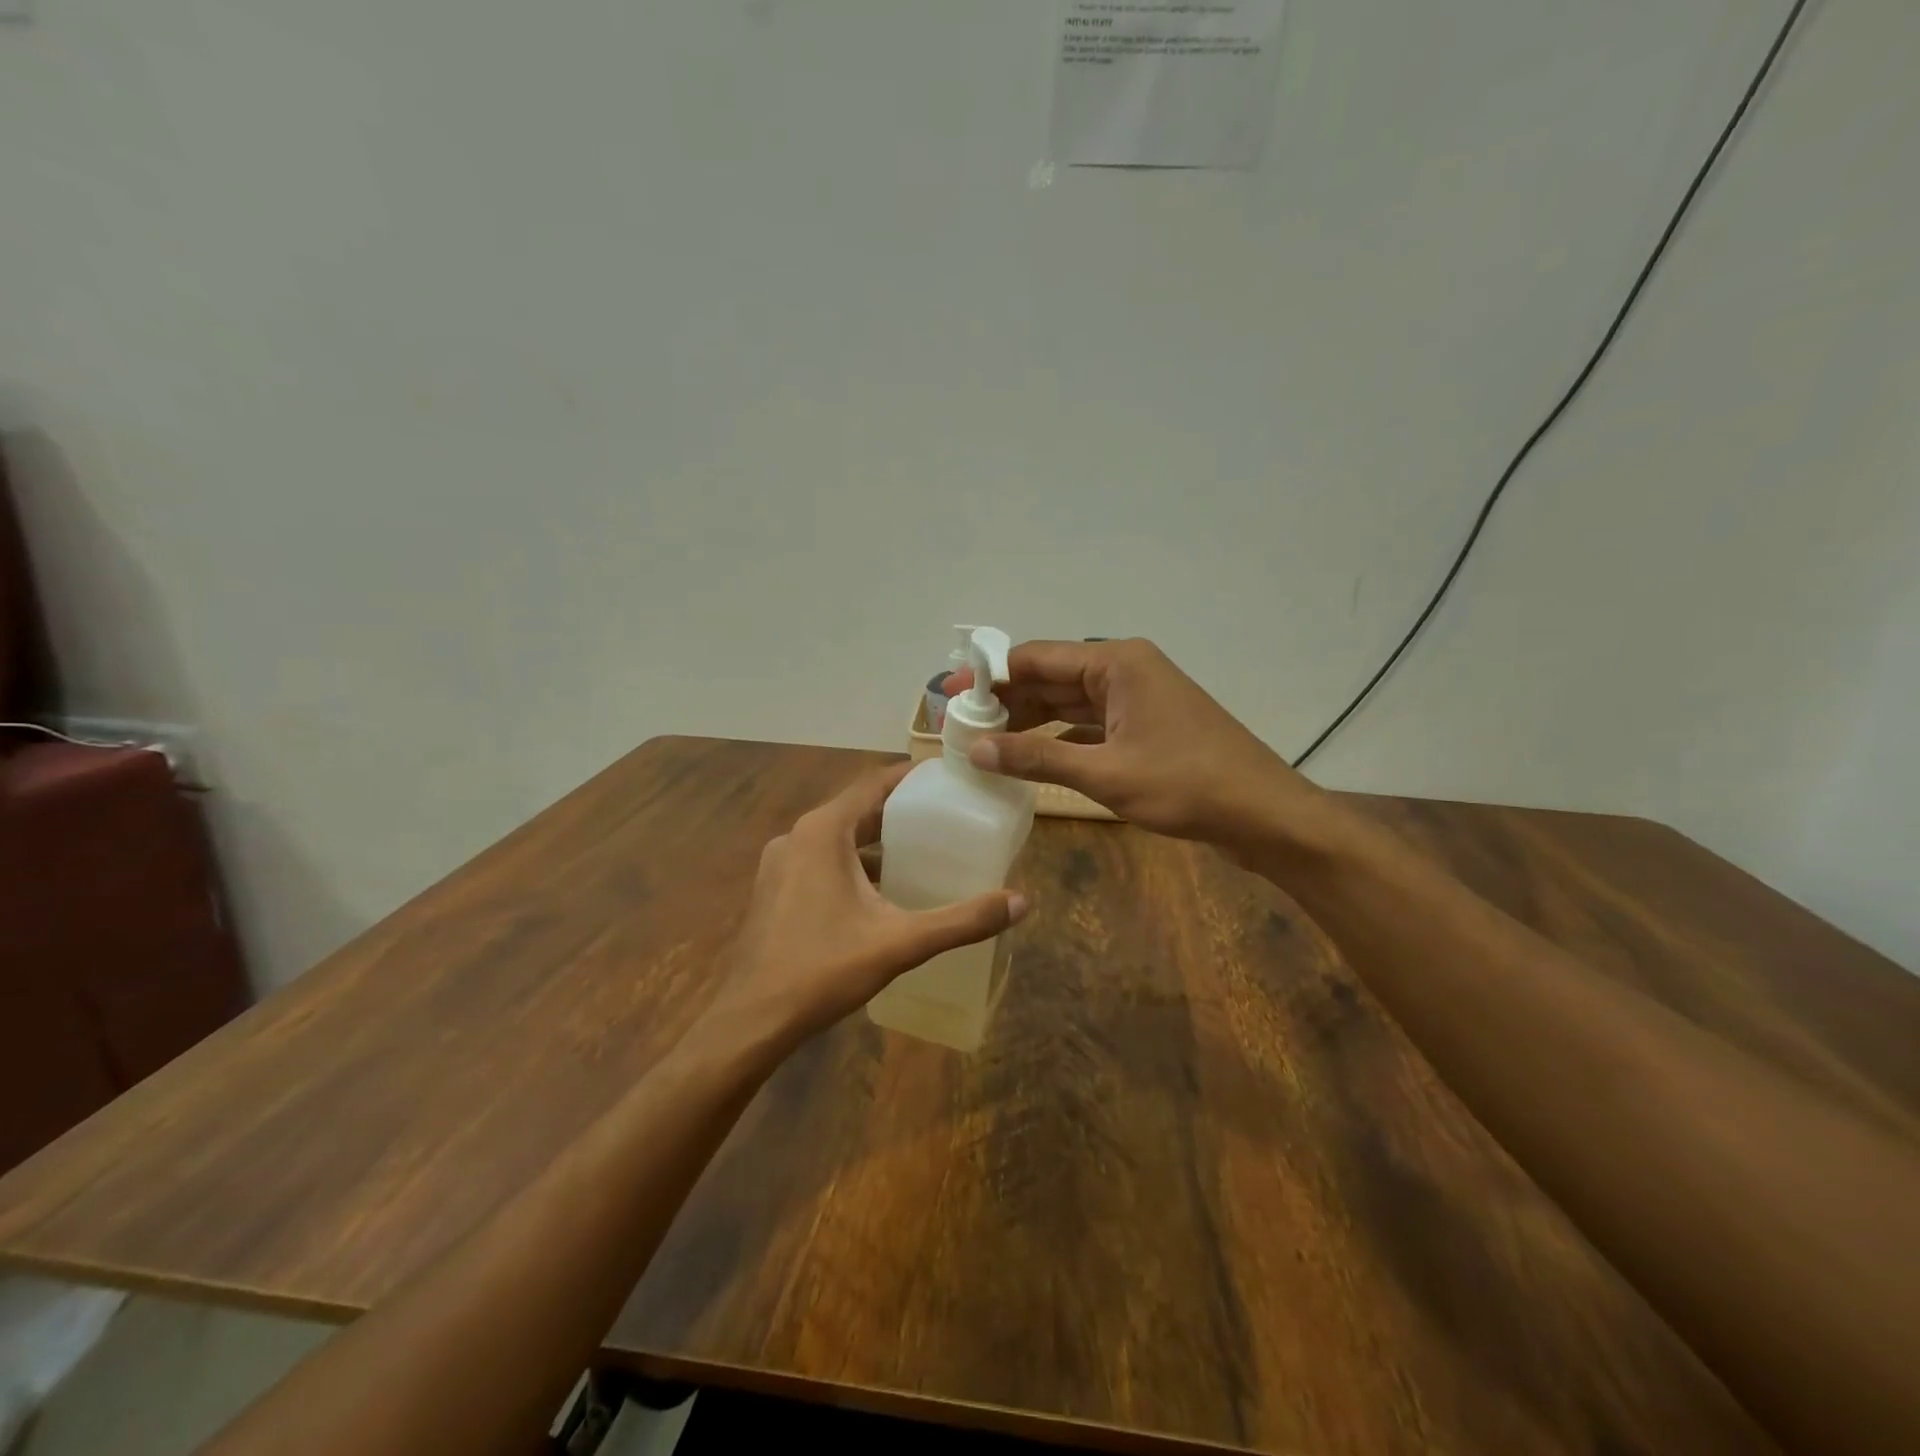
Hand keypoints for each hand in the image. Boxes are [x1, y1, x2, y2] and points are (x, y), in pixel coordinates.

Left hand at [710, 763, 1027, 1044]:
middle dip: (898, 811)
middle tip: (944, 815)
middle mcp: (797, 837)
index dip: (910, 776)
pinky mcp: (774, 890)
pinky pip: (820, 861)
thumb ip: (962, 920)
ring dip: (875, 840)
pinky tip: (880, 891)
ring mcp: (779, 864)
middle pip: (856, 810)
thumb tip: (1021, 902)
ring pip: (837, 838)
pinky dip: (852, 864)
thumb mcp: (900, 942)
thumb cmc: (824, 969)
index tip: (946, 776)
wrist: (752, 1021)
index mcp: (823, 832)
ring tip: (920, 849)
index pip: (873, 784)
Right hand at [948, 639, 1321, 852]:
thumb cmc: (1187, 785)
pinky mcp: (1145, 727)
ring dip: (1030, 720)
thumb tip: (976, 748)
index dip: (989, 675)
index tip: (950, 693)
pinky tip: (1029, 756)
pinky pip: (1089, 725)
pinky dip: (1059, 739)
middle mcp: (1124, 670)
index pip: (1036, 658)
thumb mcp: (1105, 772)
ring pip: (1069, 703)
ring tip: (984, 740)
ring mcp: (1137, 699)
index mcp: (1116, 662)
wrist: (1265, 814)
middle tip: (959, 723)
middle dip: (1006, 700)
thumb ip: (1037, 758)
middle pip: (1050, 677)